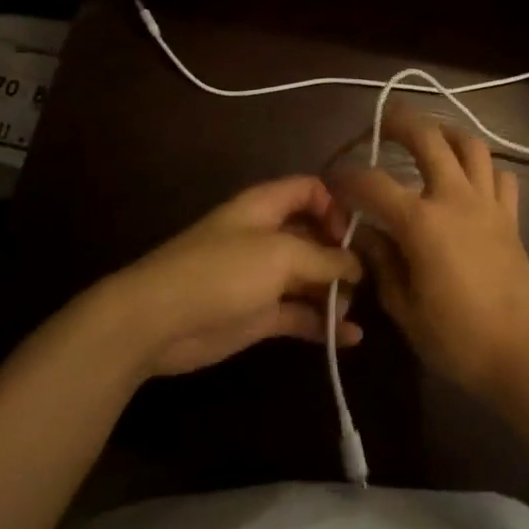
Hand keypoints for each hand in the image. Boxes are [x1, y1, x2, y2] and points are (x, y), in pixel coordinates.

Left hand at [92, 176, 364, 378]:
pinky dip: (322, 323)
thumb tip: (356, 265)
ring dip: (334, 292)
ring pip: (309, 277)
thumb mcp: (280, 255)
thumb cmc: (221, 272)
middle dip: (342, 253)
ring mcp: (263, 277)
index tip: (357, 233)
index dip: (336, 205)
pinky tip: (350, 338)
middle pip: (315, 235)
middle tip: (370, 276)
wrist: (157, 321)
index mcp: (266, 207)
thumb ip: (323, 258)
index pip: (309, 190)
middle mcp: (267, 236)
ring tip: (355, 309)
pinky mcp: (259, 314)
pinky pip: (299, 314)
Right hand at [331, 102, 528, 399]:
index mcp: (421, 222)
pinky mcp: (510, 216)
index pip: (373, 184)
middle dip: (401, 122)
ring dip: (447, 132)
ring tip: (430, 136)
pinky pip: (500, 175)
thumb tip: (364, 235)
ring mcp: (487, 203)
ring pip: (471, 145)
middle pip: (428, 139)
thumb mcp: (404, 308)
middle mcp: (455, 199)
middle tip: (383, 122)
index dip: (346, 178)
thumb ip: (382, 264)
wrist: (523, 353)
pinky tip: (470, 177)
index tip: (332, 181)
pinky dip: (483, 167)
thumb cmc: (457, 338)